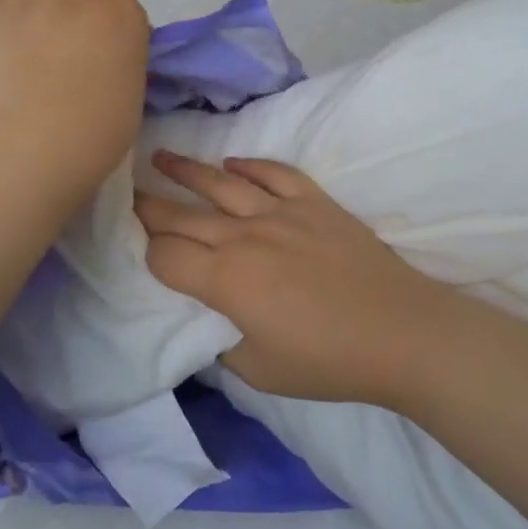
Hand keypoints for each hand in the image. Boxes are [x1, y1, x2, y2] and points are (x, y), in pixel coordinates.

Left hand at [0, 0, 149, 199]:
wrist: (30, 145)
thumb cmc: (95, 134)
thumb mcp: (129, 94)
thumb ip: (117, 61)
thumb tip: (97, 60)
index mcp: (122, 14)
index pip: (120, 5)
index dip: (109, 28)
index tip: (100, 55)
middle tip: (61, 20)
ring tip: (23, 22)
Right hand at [135, 152, 470, 409]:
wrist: (401, 333)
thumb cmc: (328, 361)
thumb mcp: (259, 371)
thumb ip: (222, 342)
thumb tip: (211, 320)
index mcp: (226, 280)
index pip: (166, 257)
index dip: (147, 255)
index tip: (142, 253)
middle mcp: (245, 236)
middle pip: (184, 215)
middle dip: (150, 206)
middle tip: (126, 192)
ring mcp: (283, 213)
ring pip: (222, 183)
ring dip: (188, 170)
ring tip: (161, 157)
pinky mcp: (316, 203)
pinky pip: (275, 174)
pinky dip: (251, 165)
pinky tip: (233, 163)